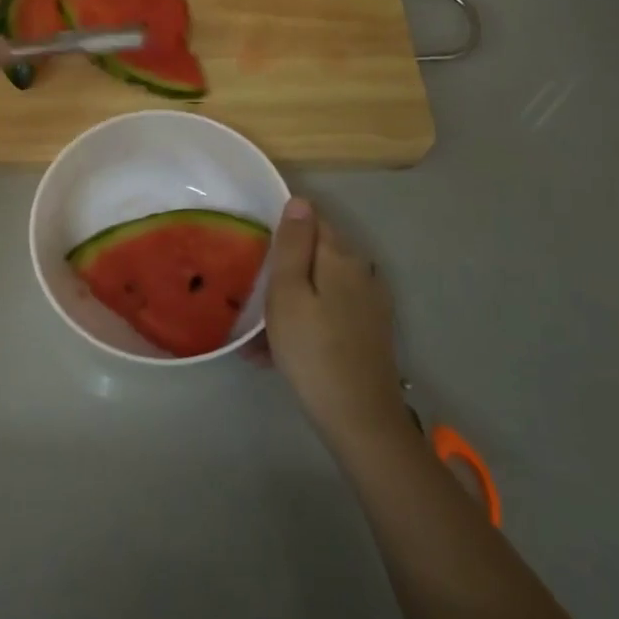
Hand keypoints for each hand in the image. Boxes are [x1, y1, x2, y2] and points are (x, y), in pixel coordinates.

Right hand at [264, 199, 411, 445]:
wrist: (359, 418)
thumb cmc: (313, 350)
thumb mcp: (288, 293)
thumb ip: (292, 245)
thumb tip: (299, 200)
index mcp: (341, 257)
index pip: (313, 221)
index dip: (283, 230)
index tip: (255, 251)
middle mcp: (361, 272)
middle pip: (316, 255)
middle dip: (283, 270)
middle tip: (250, 297)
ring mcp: (368, 303)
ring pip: (319, 287)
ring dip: (290, 301)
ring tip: (256, 335)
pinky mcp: (369, 331)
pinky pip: (329, 312)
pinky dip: (305, 322)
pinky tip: (280, 351)